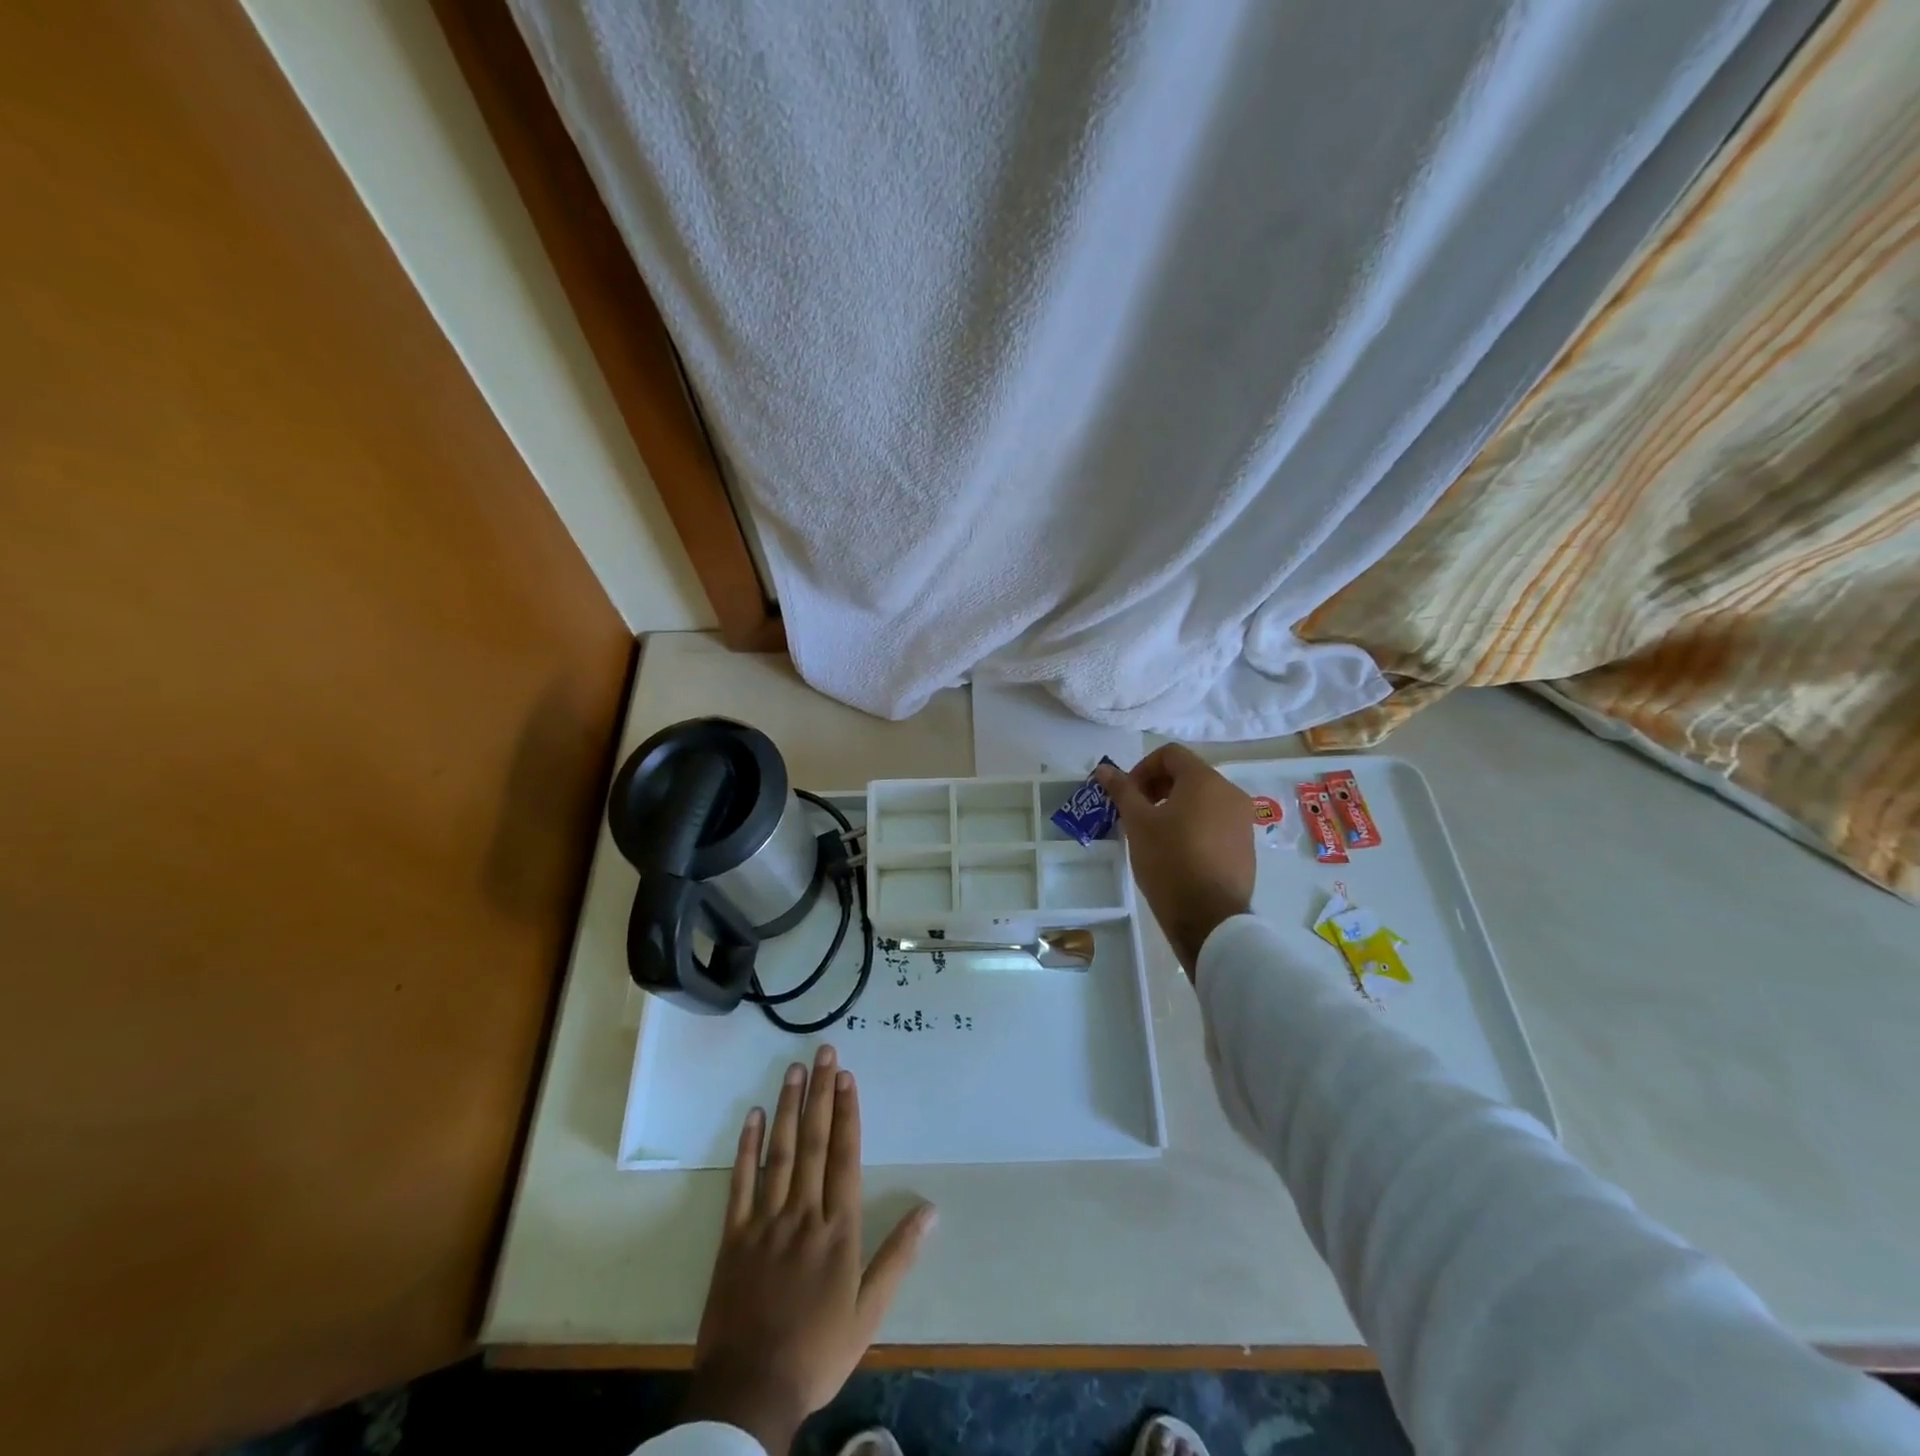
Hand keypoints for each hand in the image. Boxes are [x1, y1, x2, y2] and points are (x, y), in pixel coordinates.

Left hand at [683, 1046, 936, 1453]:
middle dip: (820, 1094)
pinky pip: (740, 1183)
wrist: (750, 1392)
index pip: (844, 1156)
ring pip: (780, 1153)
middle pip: (814, 1143)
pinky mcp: (733, 1236)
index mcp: (837, 1230)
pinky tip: (754, 1115)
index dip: (846, 1113)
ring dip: (788, 1108)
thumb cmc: (817, 1351)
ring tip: (794, 1070)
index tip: (847, 1077)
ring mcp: (765, 1222)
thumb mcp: (869, 1313)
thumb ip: (898, 1257)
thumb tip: (930, 1209)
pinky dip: (747, 1147)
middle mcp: (803, 1214)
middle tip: (824, 1053)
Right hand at [1097, 746, 1254, 977]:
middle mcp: (1230, 793)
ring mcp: (1242, 820)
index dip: (1142, 768)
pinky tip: (1177, 852)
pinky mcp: (1246, 845)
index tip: (1127, 794)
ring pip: (1202, 799)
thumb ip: (1122, 791)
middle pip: (1188, 774)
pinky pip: (1215, 822)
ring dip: (1175, 806)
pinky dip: (1194, 825)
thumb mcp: (1138, 823)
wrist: (1210, 918)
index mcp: (1205, 780)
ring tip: (1154, 834)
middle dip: (1157, 787)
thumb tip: (1104, 769)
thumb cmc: (1169, 861)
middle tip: (1136, 813)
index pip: (1170, 754)